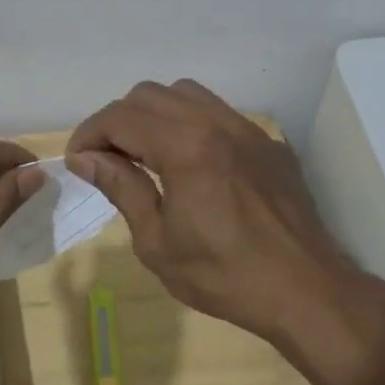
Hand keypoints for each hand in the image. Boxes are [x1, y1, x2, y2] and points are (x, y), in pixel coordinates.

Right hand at [66, 80, 384, 358]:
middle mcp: (214, 122)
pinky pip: (217, 113)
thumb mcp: (158, 241)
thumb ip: (122, 188)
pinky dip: (189, 123)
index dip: (89, 134)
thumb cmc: (224, 275)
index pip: (120, 117)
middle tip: (107, 160)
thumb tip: (87, 158)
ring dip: (153, 115)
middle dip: (117, 121)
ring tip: (145, 154)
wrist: (307, 290)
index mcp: (184, 145)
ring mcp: (245, 128)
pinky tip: (190, 162)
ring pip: (184, 94)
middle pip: (148, 95)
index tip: (78, 162)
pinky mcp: (266, 142)